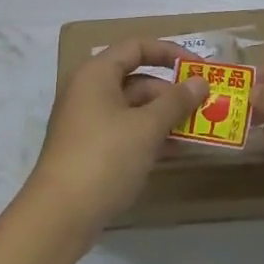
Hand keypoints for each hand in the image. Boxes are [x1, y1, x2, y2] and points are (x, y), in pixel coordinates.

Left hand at [25, 40, 210, 242]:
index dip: (171, 53)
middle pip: (136, 78)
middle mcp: (89, 91)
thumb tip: (200, 82)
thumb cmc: (105, 158)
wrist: (59, 216)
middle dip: (172, 91)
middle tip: (204, 106)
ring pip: (133, 108)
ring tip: (197, 130)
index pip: (137, 47)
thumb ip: (176, 101)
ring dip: (164, 116)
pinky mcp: (89, 150)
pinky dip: (149, 136)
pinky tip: (175, 152)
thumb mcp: (147, 127)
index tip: (200, 69)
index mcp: (97, 74)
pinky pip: (125, 131)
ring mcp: (87, 122)